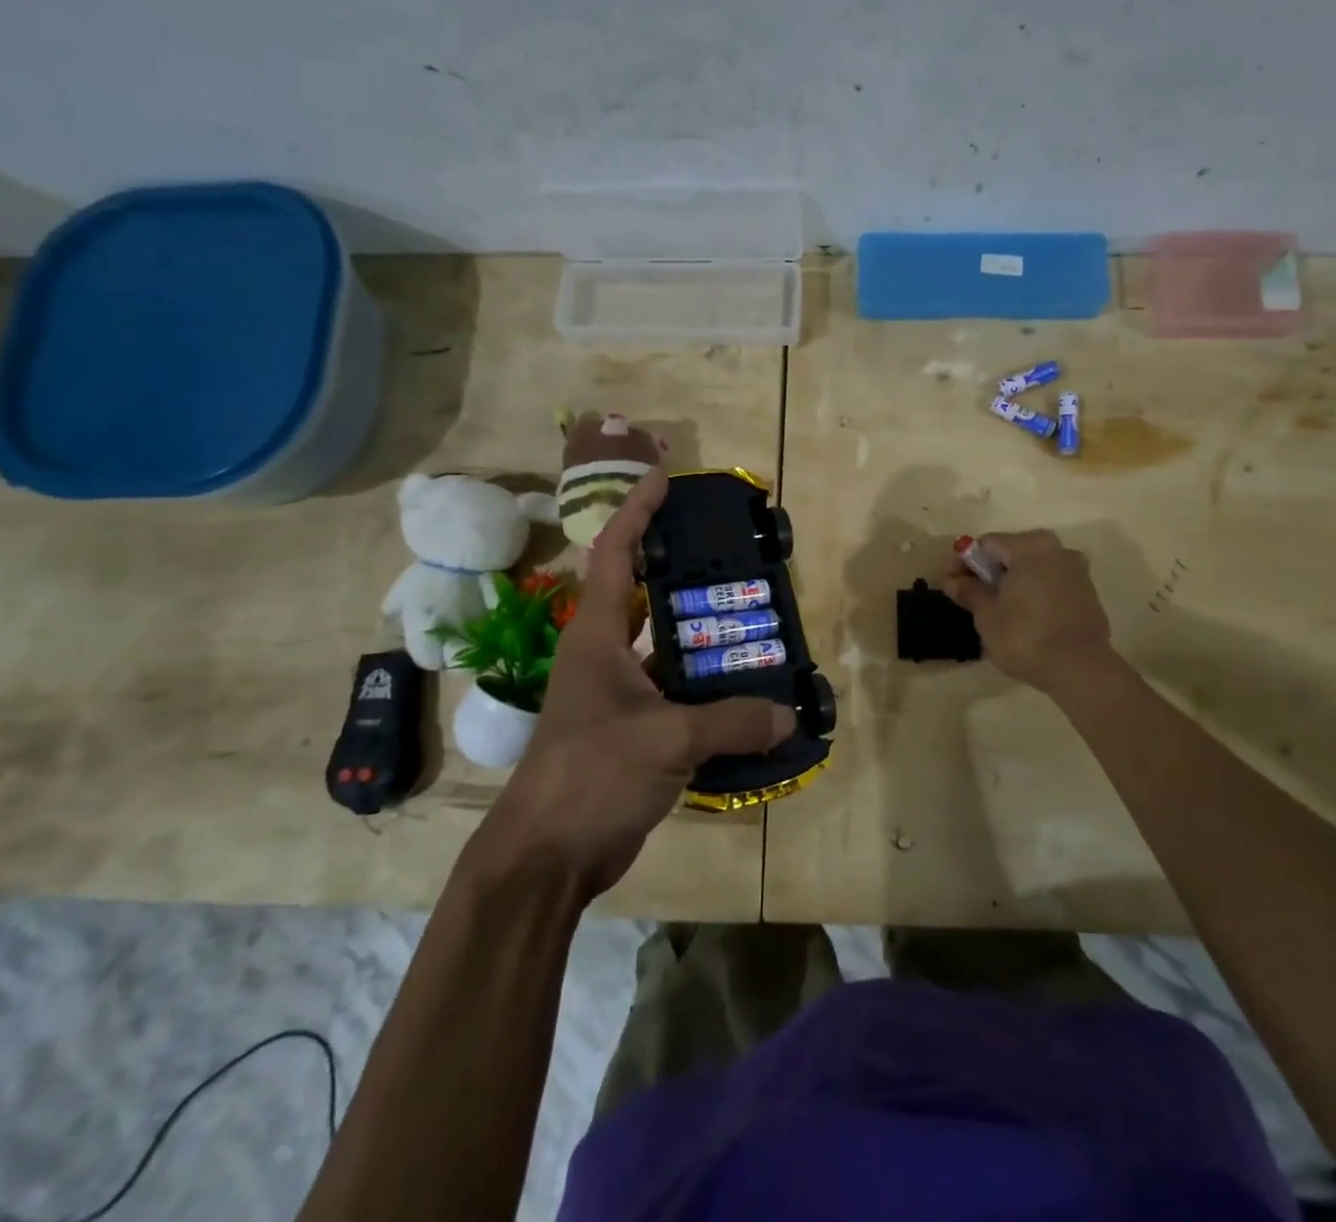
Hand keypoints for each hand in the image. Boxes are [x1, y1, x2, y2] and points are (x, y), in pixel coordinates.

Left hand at [470, 467, 795, 895]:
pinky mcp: (629, 728)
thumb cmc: (593, 775)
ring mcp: (614, 692)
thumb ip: (733, 722)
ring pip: (662, 643)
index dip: (638, 510)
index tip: (666, 479)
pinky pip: (673, 689)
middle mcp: (602, 653)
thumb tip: (788, 715)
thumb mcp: (668, 741)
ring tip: (749, 614)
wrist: (547, 855)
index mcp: (596, 634)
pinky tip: (744, 687)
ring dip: (699, 630)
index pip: (614, 552)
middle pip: (641, 590)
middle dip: (679, 565)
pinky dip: (704, 684)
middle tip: (729, 550)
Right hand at [943, 530, 1114, 692]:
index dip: (962, 561)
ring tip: (993, 607)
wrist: (1080, 669)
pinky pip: (1050, 583)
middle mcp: (1056, 549)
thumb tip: (951, 580)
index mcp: (1030, 546)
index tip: (947, 582)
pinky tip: (1020, 615)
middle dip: (987, 571)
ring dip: (1010, 581)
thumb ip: (968, 591)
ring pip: (1032, 568)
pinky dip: (1031, 592)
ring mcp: (1076, 570)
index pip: (986, 544)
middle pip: (1010, 552)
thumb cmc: (1025, 636)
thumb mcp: (987, 615)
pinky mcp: (1087, 593)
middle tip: (967, 594)